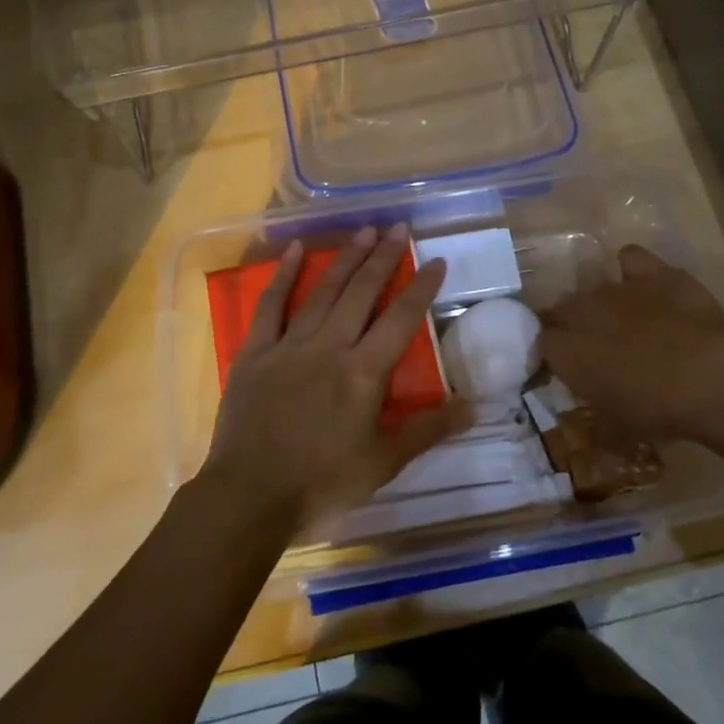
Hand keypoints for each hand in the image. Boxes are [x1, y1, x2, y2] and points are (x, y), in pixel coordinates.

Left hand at [203, 224, 462, 533]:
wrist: (249, 496)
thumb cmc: (321, 483)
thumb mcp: (383, 463)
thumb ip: (427, 430)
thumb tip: (474, 406)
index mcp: (363, 372)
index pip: (401, 318)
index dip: (420, 287)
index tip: (435, 261)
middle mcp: (330, 346)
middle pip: (362, 292)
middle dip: (383, 257)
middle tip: (398, 227)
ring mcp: (290, 345)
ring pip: (323, 291)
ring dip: (345, 259)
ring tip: (363, 232)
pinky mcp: (256, 352)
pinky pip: (270, 305)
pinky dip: (284, 275)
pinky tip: (296, 250)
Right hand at [539, 244, 723, 444]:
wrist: (707, 374)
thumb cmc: (656, 409)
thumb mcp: (619, 429)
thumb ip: (598, 422)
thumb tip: (596, 431)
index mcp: (565, 351)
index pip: (543, 343)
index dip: (556, 354)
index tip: (572, 368)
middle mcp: (580, 312)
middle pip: (562, 309)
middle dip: (573, 323)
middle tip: (597, 345)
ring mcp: (615, 287)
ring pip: (592, 284)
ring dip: (601, 300)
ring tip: (624, 318)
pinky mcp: (650, 271)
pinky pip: (630, 258)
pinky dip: (633, 268)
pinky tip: (645, 283)